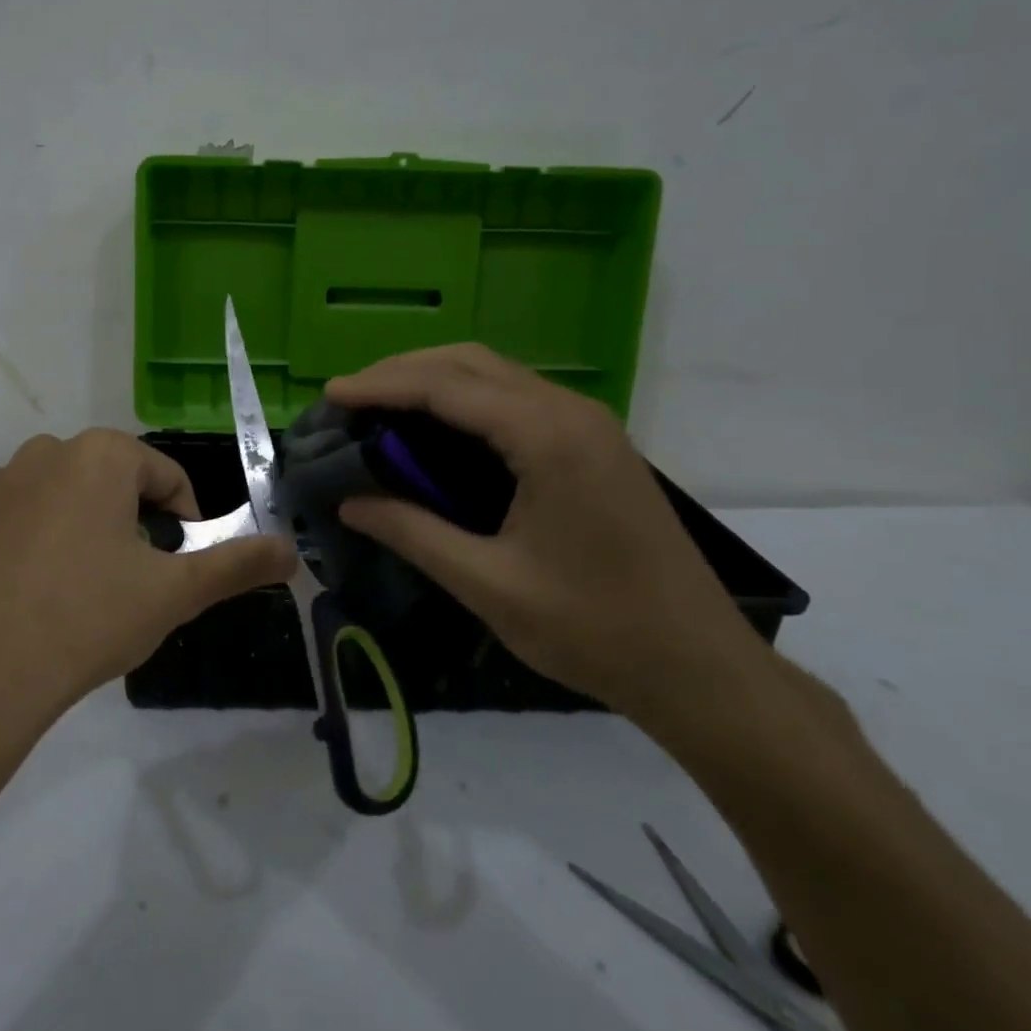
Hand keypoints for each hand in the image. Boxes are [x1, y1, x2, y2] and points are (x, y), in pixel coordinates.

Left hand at [0, 429, 295, 742]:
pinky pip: (15, 520)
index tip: (180, 562)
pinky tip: (33, 596)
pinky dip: (34, 543)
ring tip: (84, 588)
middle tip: (134, 577)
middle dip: (132, 520)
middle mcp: (43, 453)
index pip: (164, 474)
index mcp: (99, 455)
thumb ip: (237, 565)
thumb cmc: (87, 620)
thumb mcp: (174, 594)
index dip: (184, 517)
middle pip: (110, 480)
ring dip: (83, 527)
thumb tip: (291, 551)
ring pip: (61, 496)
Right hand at [327, 346, 769, 728]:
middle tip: (351, 398)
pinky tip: (439, 429)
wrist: (700, 667)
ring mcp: (588, 424)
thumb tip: (349, 503)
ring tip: (382, 408)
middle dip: (403, 372)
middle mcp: (569, 411)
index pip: (445, 388)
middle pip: (470, 364)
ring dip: (435, 381)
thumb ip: (413, 533)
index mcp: (546, 436)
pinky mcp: (595, 444)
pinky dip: (467, 401)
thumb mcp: (488, 584)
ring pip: (495, 375)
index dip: (381, 386)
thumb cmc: (593, 628)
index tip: (330, 394)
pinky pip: (517, 399)